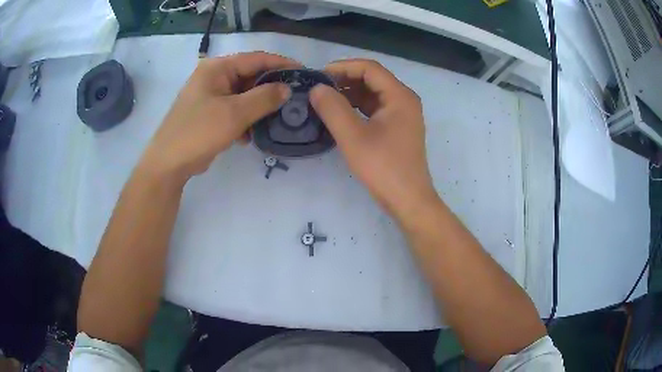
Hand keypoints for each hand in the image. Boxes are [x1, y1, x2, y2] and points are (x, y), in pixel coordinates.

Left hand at [140, 52, 298, 181]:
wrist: (169, 164)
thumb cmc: (199, 132)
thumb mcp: (234, 113)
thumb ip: (264, 98)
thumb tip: (287, 89)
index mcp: (217, 68)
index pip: (256, 59)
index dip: (281, 64)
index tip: (304, 73)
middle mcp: (214, 77)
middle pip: (250, 76)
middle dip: (271, 89)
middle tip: (295, 98)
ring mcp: (211, 95)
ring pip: (244, 95)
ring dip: (259, 107)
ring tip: (279, 118)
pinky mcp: (211, 113)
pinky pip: (235, 109)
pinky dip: (246, 119)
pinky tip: (253, 134)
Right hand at [310, 59, 437, 219]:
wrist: (408, 200)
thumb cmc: (383, 167)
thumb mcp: (353, 136)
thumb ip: (332, 108)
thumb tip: (317, 88)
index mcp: (399, 95)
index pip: (369, 68)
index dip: (342, 67)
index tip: (318, 75)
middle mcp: (404, 100)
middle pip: (372, 79)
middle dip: (344, 80)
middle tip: (318, 88)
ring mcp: (402, 115)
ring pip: (373, 94)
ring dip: (349, 94)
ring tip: (324, 100)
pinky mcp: (398, 128)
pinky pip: (375, 109)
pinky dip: (357, 108)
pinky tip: (339, 114)